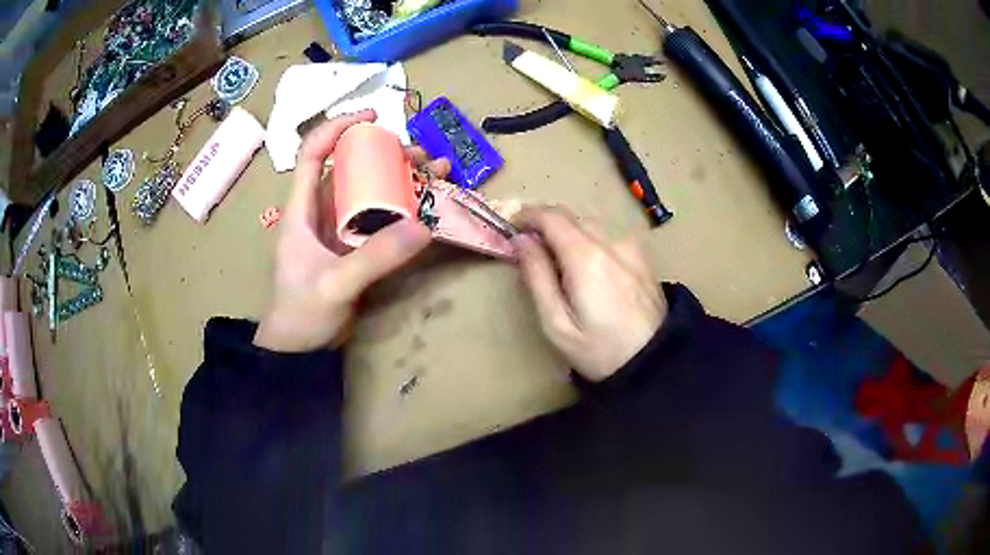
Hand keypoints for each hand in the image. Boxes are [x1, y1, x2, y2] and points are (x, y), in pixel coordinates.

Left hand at [254, 110, 448, 351]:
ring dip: (401, 180)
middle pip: (351, 169)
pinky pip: (380, 220)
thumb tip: (424, 226)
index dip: (338, 128)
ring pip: (369, 193)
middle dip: (385, 154)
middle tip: (423, 156)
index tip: (373, 117)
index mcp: (302, 209)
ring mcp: (339, 230)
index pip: (313, 154)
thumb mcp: (335, 285)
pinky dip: (404, 210)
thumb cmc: (301, 314)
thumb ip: (375, 259)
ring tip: (437, 173)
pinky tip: (429, 208)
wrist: (300, 350)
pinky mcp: (354, 248)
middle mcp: (320, 212)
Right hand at [512, 207, 666, 381]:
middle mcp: (611, 242)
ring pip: (590, 226)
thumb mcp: (557, 324)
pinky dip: (590, 244)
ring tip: (559, 267)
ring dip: (569, 235)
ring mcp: (631, 247)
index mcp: (586, 257)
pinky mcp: (642, 257)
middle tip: (530, 252)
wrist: (656, 362)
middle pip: (571, 217)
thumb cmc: (600, 350)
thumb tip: (522, 240)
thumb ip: (537, 277)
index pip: (551, 215)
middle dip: (546, 226)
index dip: (527, 215)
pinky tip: (590, 273)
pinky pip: (608, 238)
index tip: (512, 227)